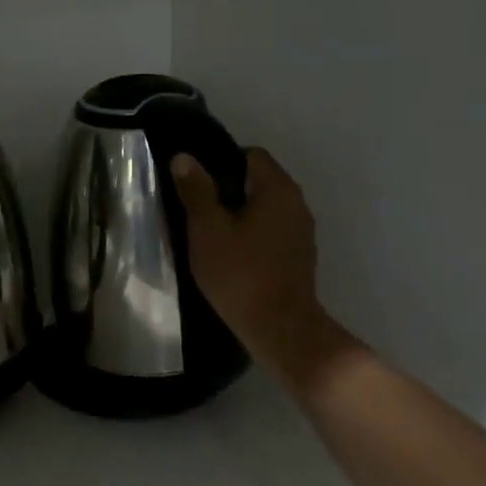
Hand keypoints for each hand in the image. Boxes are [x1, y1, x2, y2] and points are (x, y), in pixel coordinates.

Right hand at [172, 148, 355, 389]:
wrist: (281, 330)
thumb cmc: (240, 275)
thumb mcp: (208, 230)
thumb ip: (196, 191)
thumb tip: (184, 157)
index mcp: (277, 189)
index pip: (251, 155)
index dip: (221, 162)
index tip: (196, 184)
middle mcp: (297, 203)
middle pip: (259, 180)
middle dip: (227, 190)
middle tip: (196, 209)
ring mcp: (302, 231)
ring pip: (265, 208)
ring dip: (239, 214)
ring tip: (209, 233)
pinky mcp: (299, 255)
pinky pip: (271, 230)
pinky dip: (252, 234)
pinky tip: (231, 255)